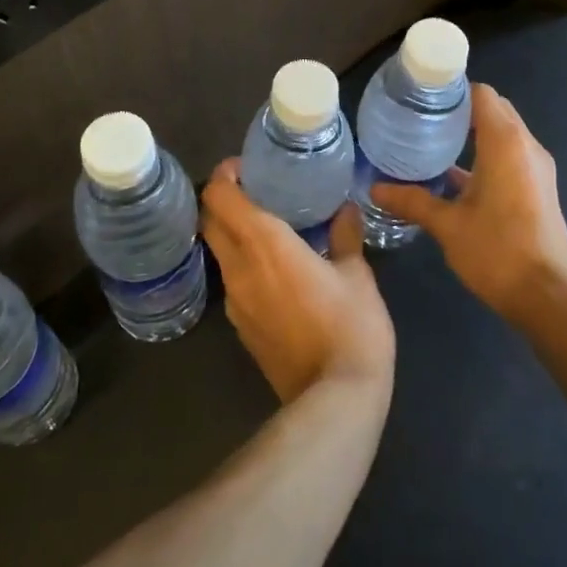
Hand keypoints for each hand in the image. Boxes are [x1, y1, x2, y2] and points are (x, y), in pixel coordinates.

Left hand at [201, 160, 395, 403]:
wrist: (334, 399)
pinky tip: (274, 270)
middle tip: (254, 191)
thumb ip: (345, 236)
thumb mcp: (357, 275)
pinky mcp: (240, 328)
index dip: (223, 175)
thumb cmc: (351, 326)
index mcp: (264, 243)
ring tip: (266, 228)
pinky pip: (232, 282)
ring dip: (231, 234)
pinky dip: (243, 264)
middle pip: (209, 222)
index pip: (219, 197)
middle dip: (222, 201)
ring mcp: (235, 301)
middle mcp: (239, 267)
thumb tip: (345, 210)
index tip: (243, 167)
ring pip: (219, 253)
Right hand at [371, 82, 566, 325]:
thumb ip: (412, 201)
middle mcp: (526, 147)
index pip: (482, 94)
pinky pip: (510, 156)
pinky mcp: (539, 188)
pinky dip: (486, 155)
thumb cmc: (496, 251)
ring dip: (473, 134)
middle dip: (461, 110)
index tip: (422, 96)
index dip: (454, 90)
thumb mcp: (447, 225)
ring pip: (504, 134)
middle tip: (421, 117)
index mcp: (506, 143)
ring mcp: (537, 168)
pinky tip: (453, 175)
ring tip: (432, 141)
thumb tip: (375, 188)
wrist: (546, 297)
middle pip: (494, 110)